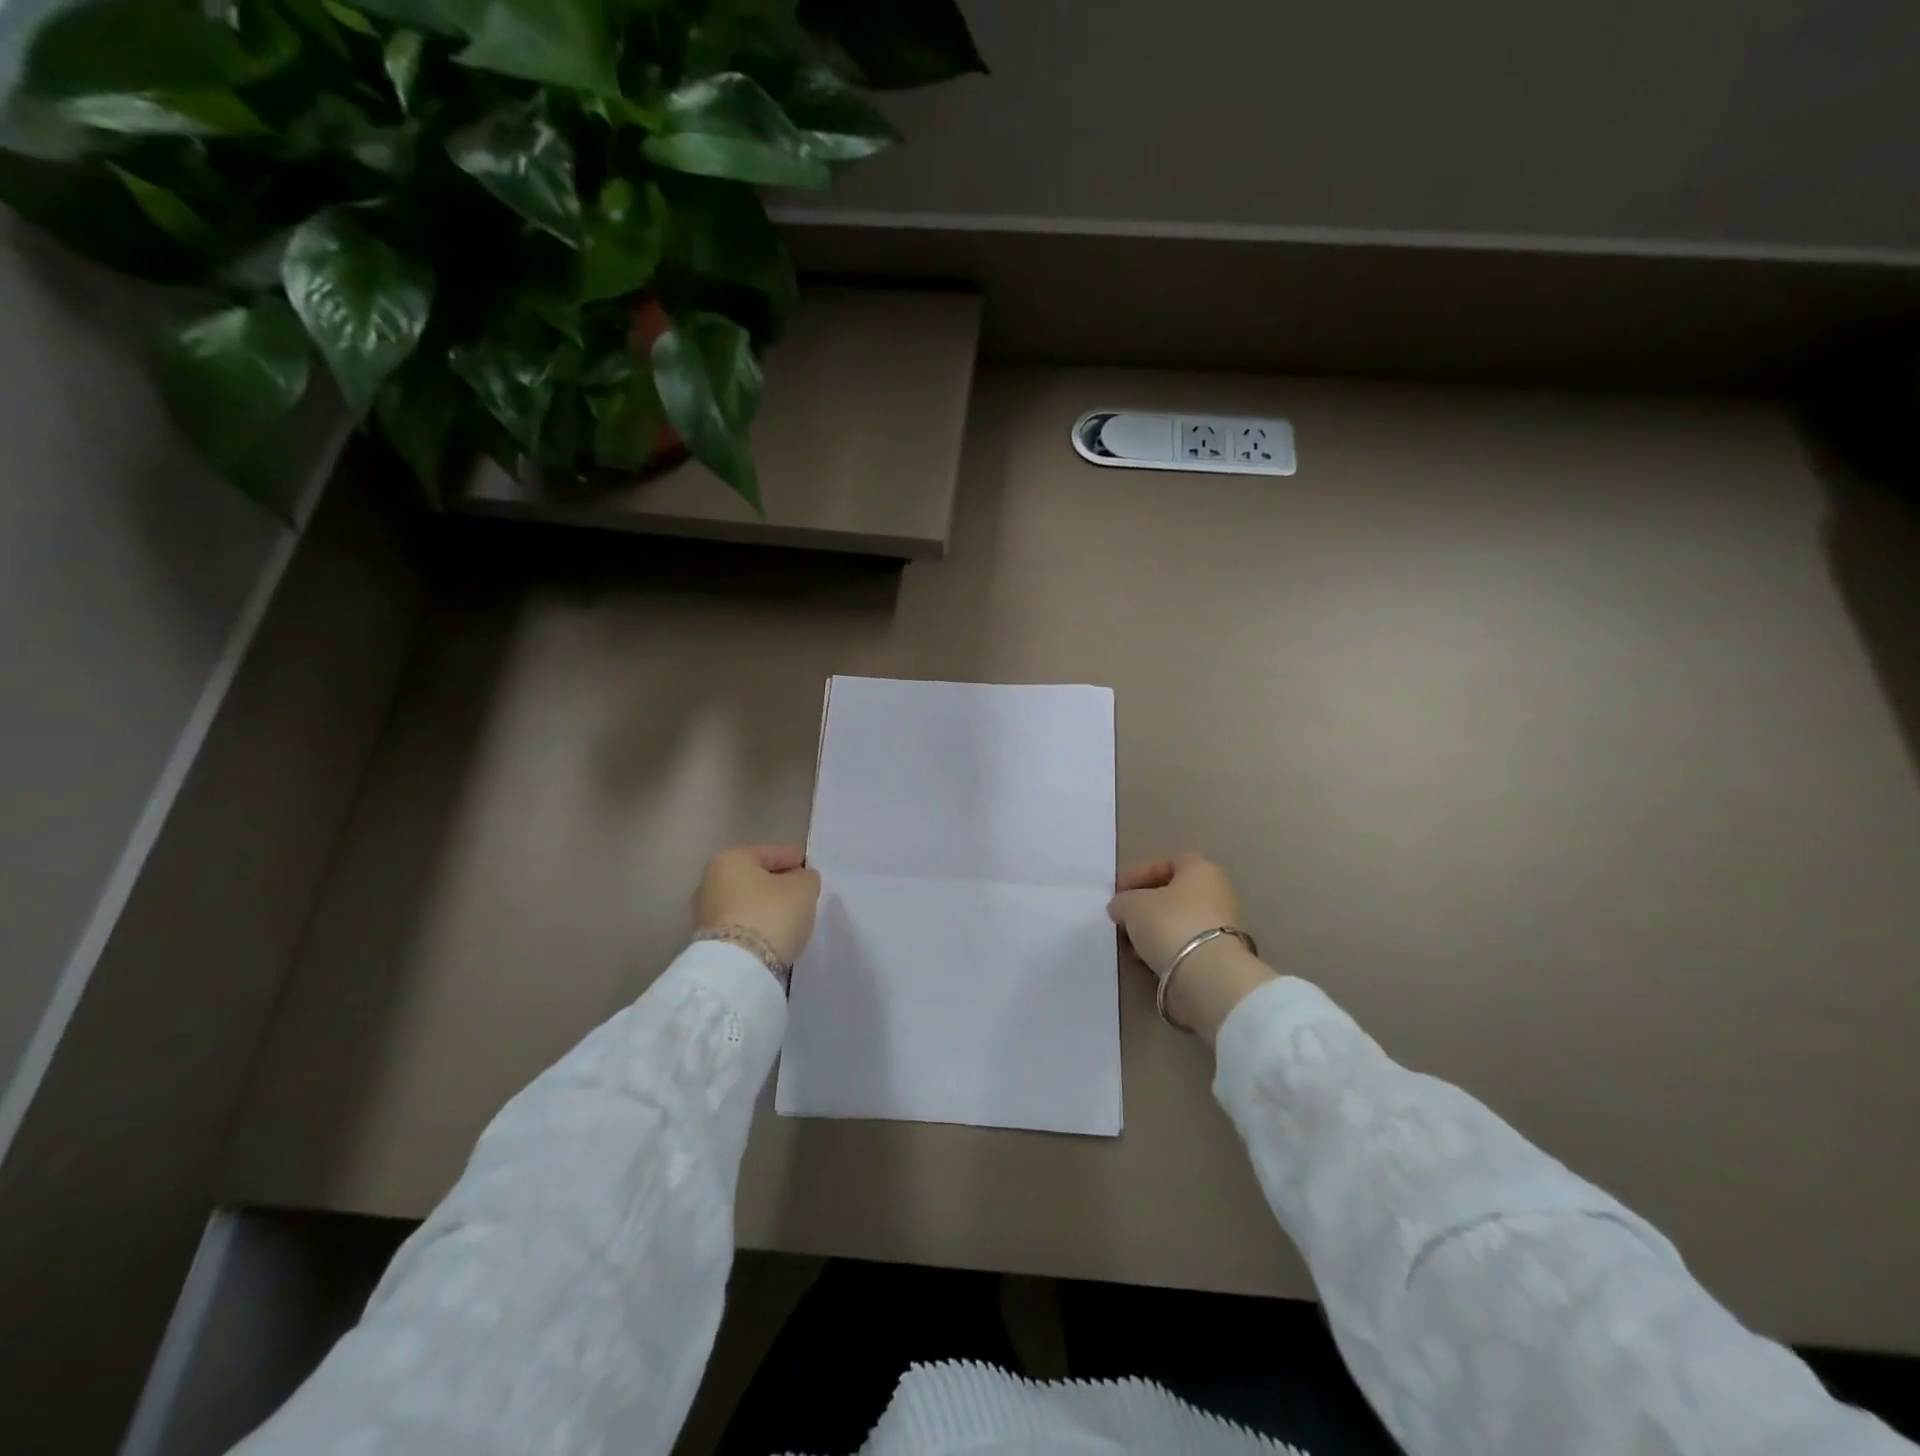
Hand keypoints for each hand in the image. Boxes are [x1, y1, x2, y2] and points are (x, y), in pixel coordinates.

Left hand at [693, 844, 820, 965]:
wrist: (737, 969)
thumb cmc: (771, 914)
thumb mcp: (803, 888)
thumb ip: (806, 878)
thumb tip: (801, 879)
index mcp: (730, 859)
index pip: (771, 853)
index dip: (794, 859)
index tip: (810, 869)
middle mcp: (710, 881)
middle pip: (755, 878)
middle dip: (777, 884)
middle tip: (801, 894)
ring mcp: (705, 913)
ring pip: (747, 903)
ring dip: (766, 907)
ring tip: (789, 917)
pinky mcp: (708, 942)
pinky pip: (741, 925)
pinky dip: (757, 926)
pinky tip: (773, 934)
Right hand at [1108, 852, 1275, 1041]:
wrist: (1207, 974)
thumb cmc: (1169, 923)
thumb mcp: (1132, 905)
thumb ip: (1122, 901)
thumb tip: (1121, 908)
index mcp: (1200, 870)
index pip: (1166, 862)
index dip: (1139, 874)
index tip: (1117, 891)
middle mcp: (1217, 892)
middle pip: (1173, 893)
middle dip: (1145, 904)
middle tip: (1122, 916)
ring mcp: (1222, 924)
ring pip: (1178, 920)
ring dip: (1152, 928)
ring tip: (1129, 942)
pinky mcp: (1220, 954)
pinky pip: (1185, 943)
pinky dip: (1164, 947)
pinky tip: (1145, 957)